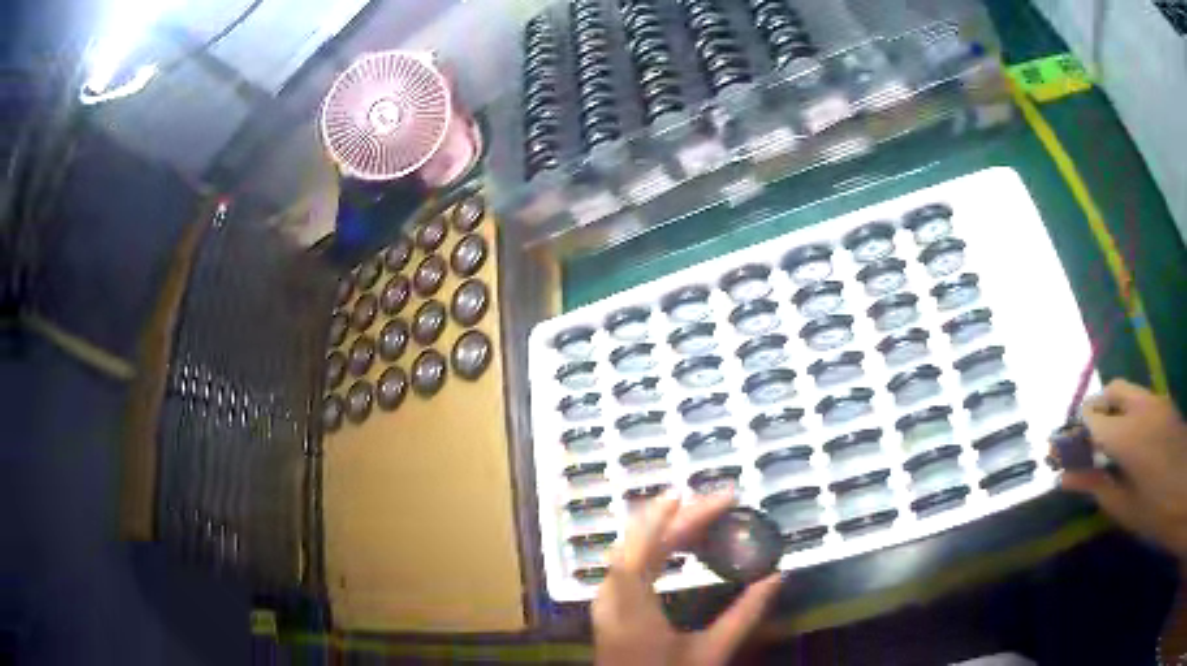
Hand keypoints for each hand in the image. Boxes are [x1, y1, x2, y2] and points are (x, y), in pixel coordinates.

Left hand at [592, 493, 782, 665]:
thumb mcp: (711, 653)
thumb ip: (744, 615)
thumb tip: (777, 576)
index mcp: (631, 611)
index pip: (642, 552)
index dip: (669, 518)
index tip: (706, 497)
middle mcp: (610, 598)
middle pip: (638, 544)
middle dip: (678, 517)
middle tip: (722, 502)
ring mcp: (605, 600)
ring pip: (630, 549)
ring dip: (665, 527)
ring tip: (705, 513)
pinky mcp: (609, 604)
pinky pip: (628, 562)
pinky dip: (654, 543)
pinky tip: (677, 541)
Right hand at [1061, 379, 1186, 557]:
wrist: (1182, 491)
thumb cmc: (1156, 511)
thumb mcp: (1126, 508)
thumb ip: (1097, 488)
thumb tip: (1065, 478)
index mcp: (1129, 435)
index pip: (1092, 420)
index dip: (1074, 434)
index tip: (1062, 452)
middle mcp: (1142, 407)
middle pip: (1111, 391)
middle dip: (1095, 411)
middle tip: (1087, 444)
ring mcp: (1157, 401)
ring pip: (1128, 391)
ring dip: (1113, 410)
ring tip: (1110, 446)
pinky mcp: (1165, 405)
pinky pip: (1142, 400)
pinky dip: (1130, 412)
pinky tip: (1134, 443)